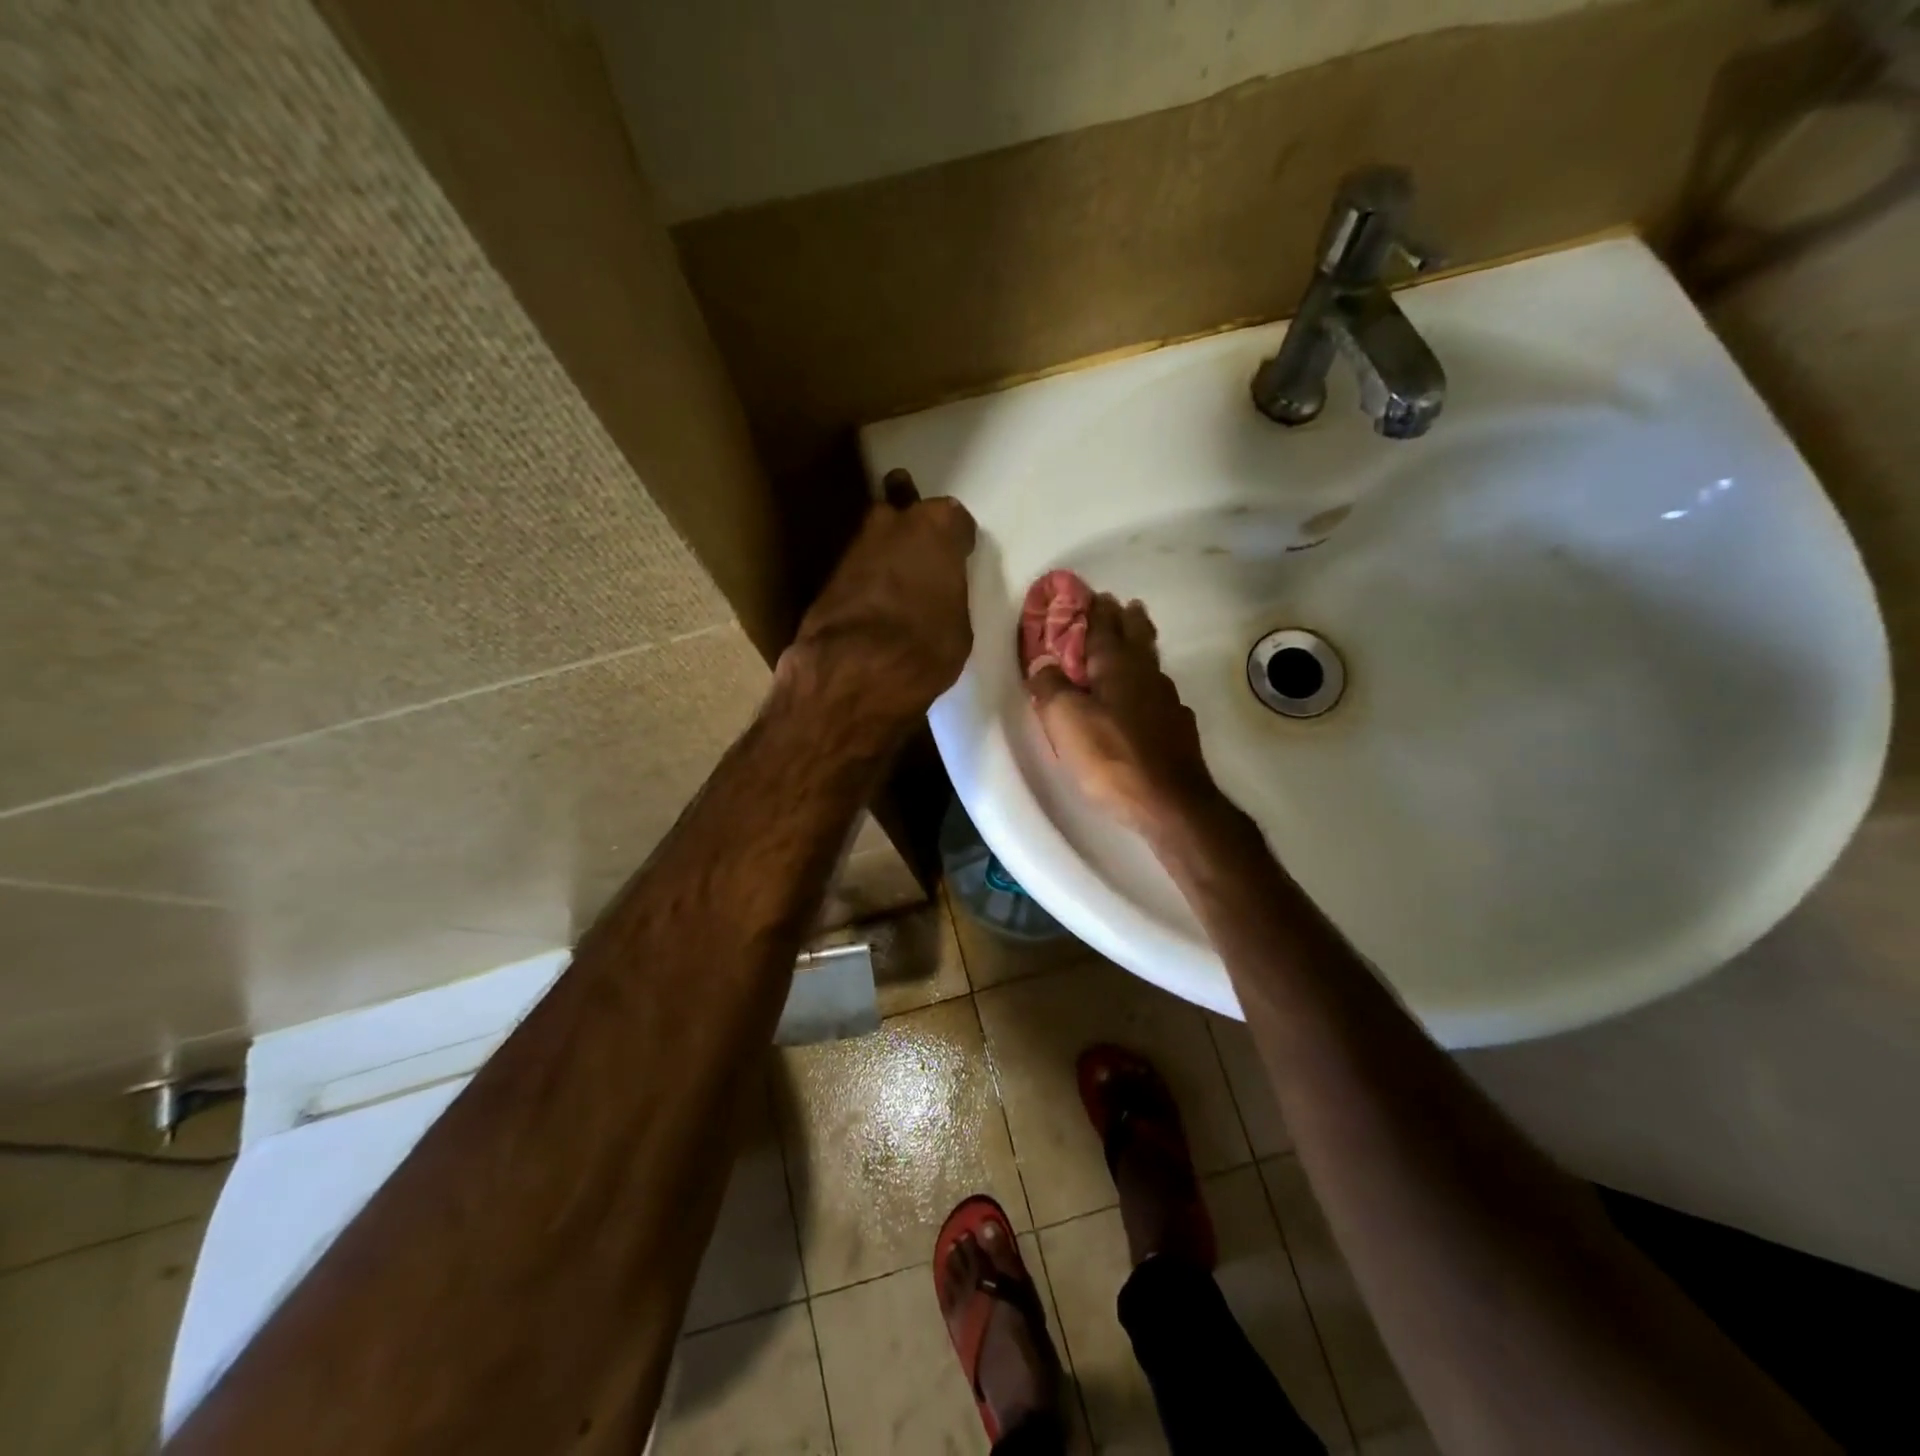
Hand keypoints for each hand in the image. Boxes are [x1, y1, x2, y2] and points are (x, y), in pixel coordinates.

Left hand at [780, 470, 976, 732]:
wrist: (858, 670)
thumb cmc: (927, 645)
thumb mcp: (958, 623)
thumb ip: (948, 593)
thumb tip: (936, 595)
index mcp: (937, 526)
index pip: (954, 518)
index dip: (956, 539)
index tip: (958, 556)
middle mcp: (893, 523)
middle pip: (905, 513)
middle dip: (911, 531)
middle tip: (922, 560)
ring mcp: (855, 546)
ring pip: (876, 539)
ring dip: (885, 555)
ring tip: (896, 585)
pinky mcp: (828, 576)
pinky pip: (857, 571)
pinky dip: (865, 581)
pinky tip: (873, 604)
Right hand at [1026, 594, 1221, 834]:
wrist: (1169, 803)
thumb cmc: (1111, 757)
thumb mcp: (1066, 721)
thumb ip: (1050, 688)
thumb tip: (1042, 664)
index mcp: (1117, 667)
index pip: (1104, 629)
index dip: (1097, 611)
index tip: (1095, 594)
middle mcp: (1146, 676)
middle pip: (1137, 638)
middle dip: (1127, 620)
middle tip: (1124, 605)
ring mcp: (1168, 703)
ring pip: (1152, 664)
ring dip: (1142, 647)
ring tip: (1137, 641)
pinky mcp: (1178, 730)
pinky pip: (1160, 694)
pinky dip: (1150, 685)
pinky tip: (1150, 698)